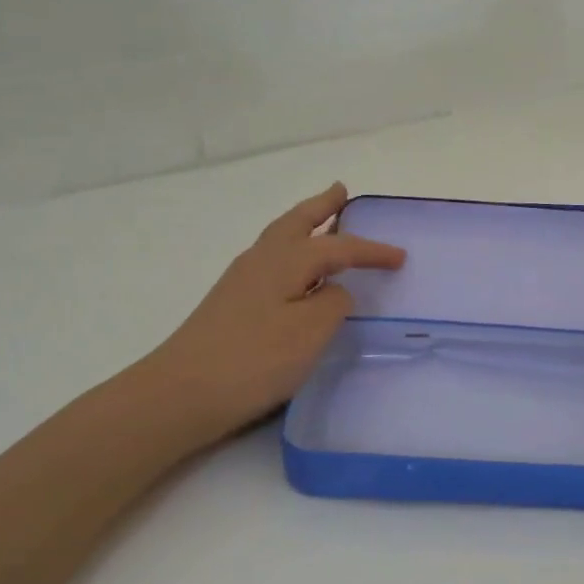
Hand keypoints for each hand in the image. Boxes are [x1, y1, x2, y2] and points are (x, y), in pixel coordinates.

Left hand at [141, 183, 404, 444]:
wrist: (182, 392)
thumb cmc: (255, 359)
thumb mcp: (310, 332)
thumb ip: (333, 303)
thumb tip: (335, 291)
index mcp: (285, 261)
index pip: (338, 247)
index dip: (370, 250)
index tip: (400, 256)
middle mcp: (261, 260)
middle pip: (297, 223)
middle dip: (322, 207)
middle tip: (342, 191)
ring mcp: (241, 281)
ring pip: (280, 239)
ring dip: (305, 225)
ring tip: (323, 220)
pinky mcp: (231, 303)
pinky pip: (272, 261)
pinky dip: (291, 251)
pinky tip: (295, 272)